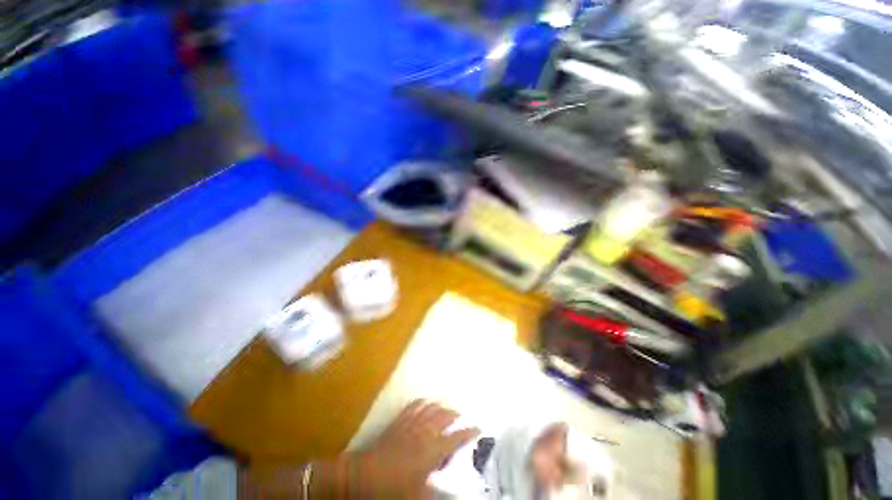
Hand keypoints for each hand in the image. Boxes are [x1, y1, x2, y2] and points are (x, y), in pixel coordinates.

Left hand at [353, 400, 479, 497]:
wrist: (364, 475)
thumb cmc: (393, 489)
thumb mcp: (419, 495)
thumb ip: (438, 491)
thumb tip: (455, 492)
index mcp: (432, 450)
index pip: (456, 438)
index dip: (468, 432)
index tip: (478, 427)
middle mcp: (424, 432)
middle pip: (444, 417)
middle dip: (455, 414)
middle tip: (461, 415)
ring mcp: (411, 423)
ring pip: (431, 408)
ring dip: (440, 405)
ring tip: (446, 406)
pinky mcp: (399, 420)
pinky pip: (414, 406)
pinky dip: (422, 402)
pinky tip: (425, 401)